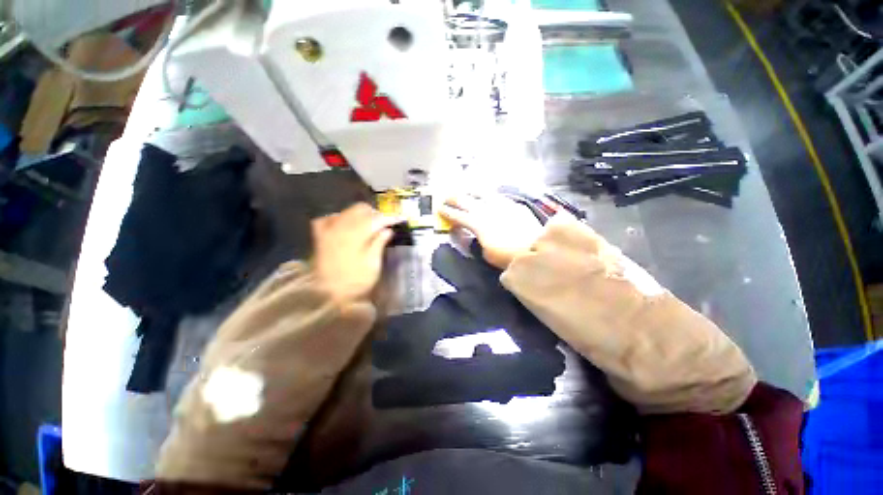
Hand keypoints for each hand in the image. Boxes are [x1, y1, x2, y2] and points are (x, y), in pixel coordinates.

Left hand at [312, 203, 396, 303]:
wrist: (329, 296)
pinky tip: (345, 225)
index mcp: (356, 235)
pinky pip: (328, 219)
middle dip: (375, 213)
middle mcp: (341, 227)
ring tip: (369, 224)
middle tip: (385, 223)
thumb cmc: (356, 282)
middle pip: (360, 209)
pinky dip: (339, 218)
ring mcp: (328, 231)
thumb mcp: (373, 264)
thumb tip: (388, 230)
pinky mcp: (320, 237)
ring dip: (360, 214)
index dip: (390, 218)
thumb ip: (379, 243)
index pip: (376, 219)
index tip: (400, 218)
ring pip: (346, 211)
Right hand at [439, 194, 543, 269]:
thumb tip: (473, 234)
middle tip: (446, 196)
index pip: (457, 216)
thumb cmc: (507, 256)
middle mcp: (485, 210)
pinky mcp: (513, 203)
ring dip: (470, 191)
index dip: (446, 212)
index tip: (439, 209)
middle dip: (453, 198)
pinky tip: (488, 195)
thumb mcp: (486, 253)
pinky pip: (497, 195)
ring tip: (465, 190)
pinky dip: (488, 195)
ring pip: (481, 192)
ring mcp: (500, 204)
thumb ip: (477, 241)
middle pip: (465, 199)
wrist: (535, 248)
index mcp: (476, 223)